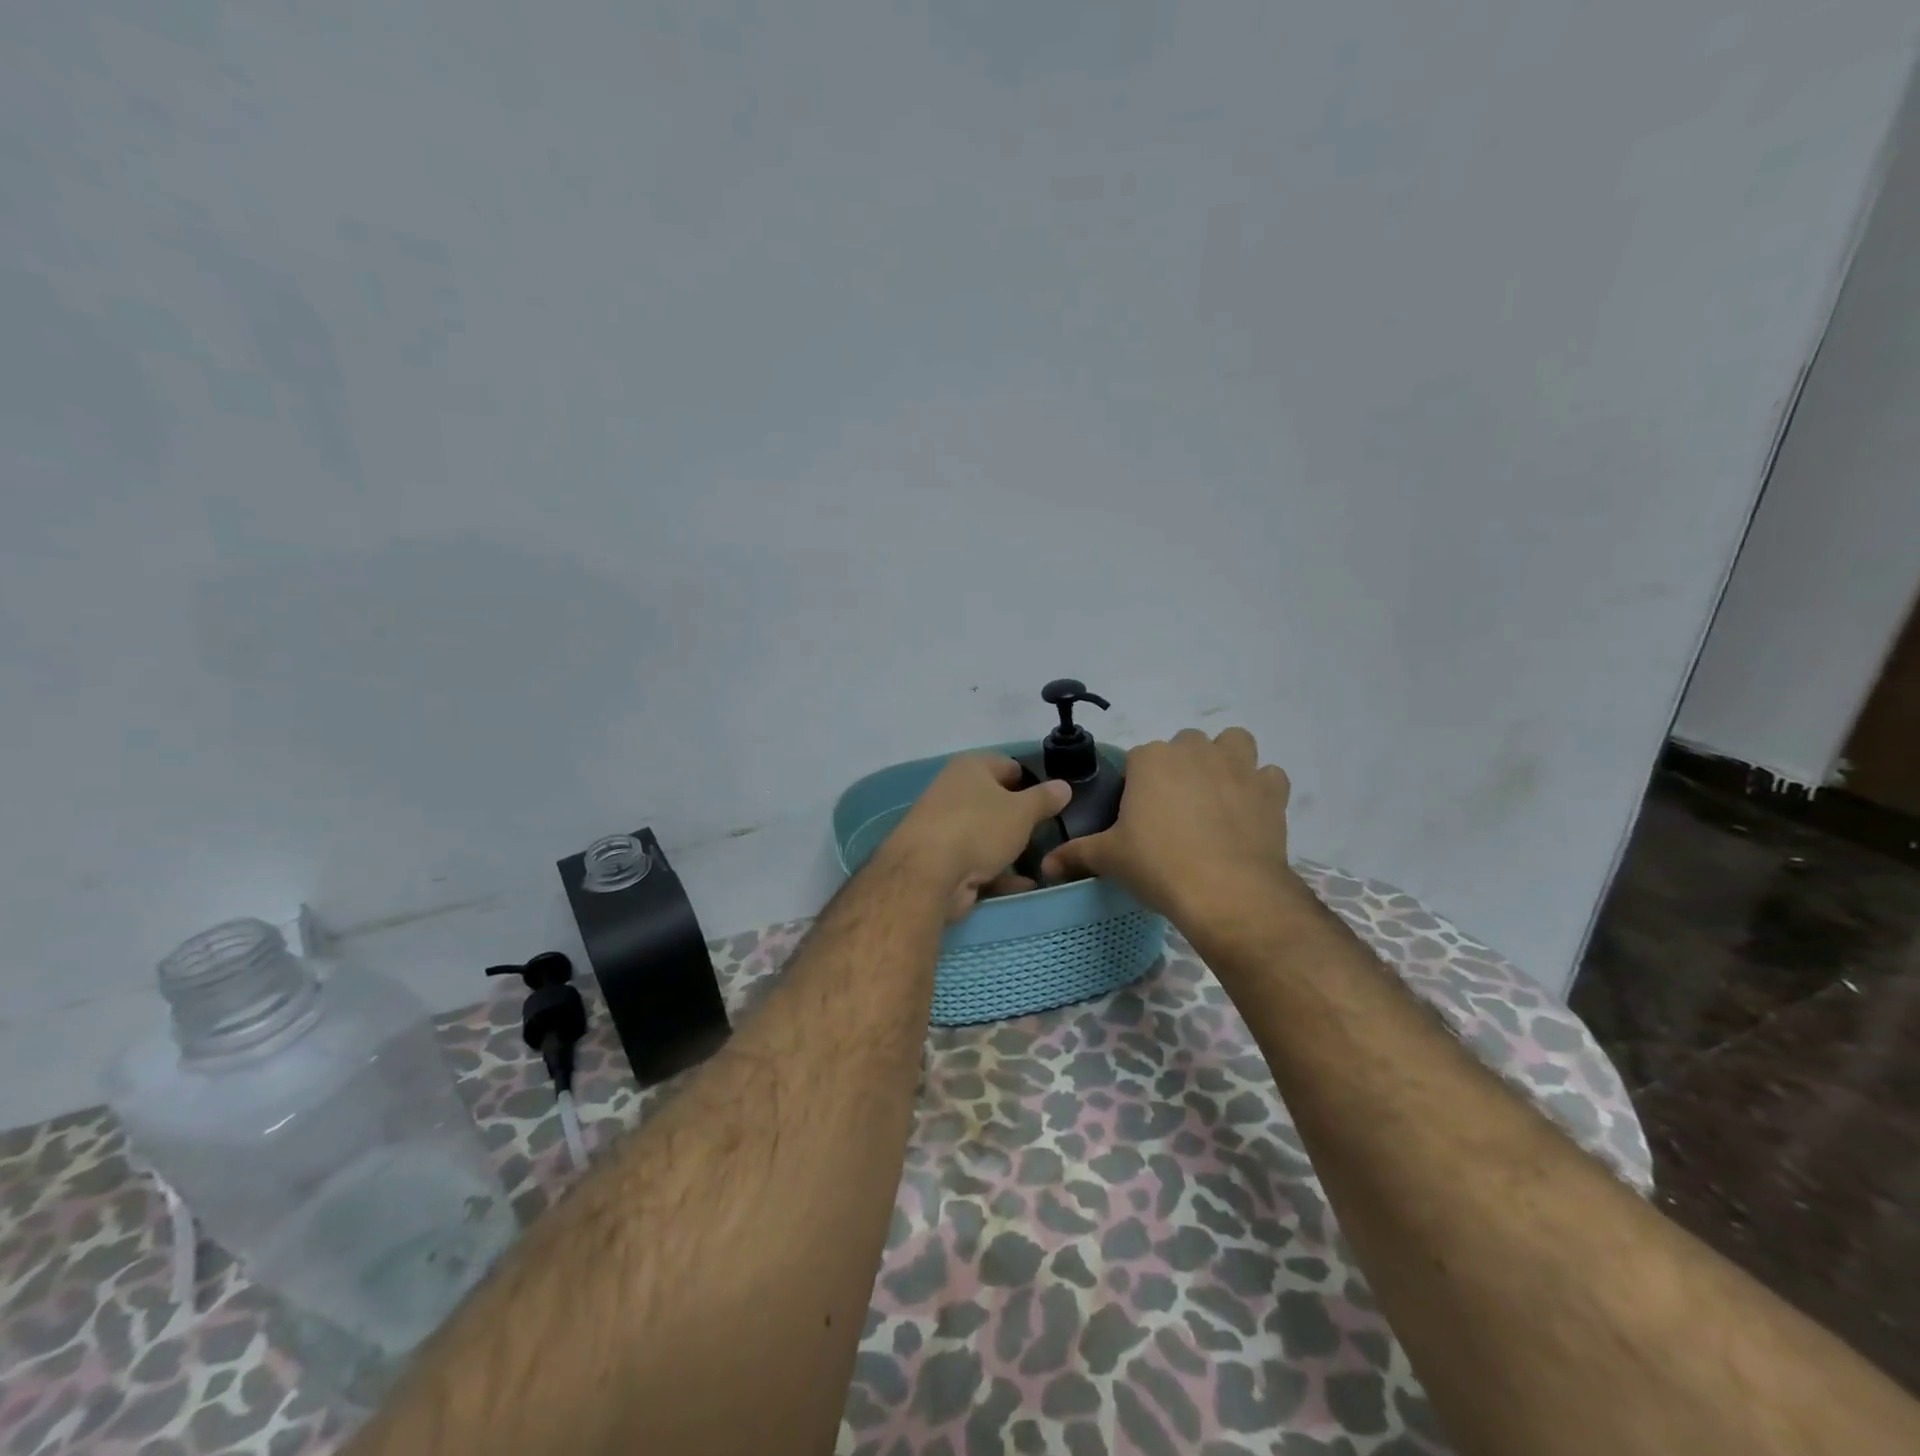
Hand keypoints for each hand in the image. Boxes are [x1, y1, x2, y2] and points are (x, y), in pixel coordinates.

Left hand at [883, 755, 1072, 922]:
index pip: (1008, 765)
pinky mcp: (941, 860)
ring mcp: (944, 827)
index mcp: (970, 767)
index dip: (1032, 781)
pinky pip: (977, 863)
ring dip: (1010, 849)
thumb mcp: (1022, 812)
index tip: (1053, 802)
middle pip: (995, 801)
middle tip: (1049, 833)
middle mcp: (953, 791)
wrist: (927, 874)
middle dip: (1020, 818)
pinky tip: (1025, 886)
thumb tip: (1064, 785)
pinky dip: (999, 873)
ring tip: (1042, 862)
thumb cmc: (979, 828)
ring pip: (986, 834)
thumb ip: (1045, 799)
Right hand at [1040, 727, 1297, 924]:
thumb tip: (1046, 865)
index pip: (1138, 759)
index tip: (1138, 815)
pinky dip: (1261, 789)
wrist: (1226, 891)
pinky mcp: (1271, 790)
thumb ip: (1076, 855)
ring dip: (1227, 760)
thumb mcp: (1110, 859)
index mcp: (1151, 759)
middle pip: (1185, 745)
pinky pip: (1269, 776)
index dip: (1138, 784)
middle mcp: (1195, 751)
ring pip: (1234, 743)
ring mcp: (1238, 766)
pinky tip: (1250, 813)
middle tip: (1174, 810)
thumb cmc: (1159, 865)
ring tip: (1217, 796)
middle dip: (1180, 768)